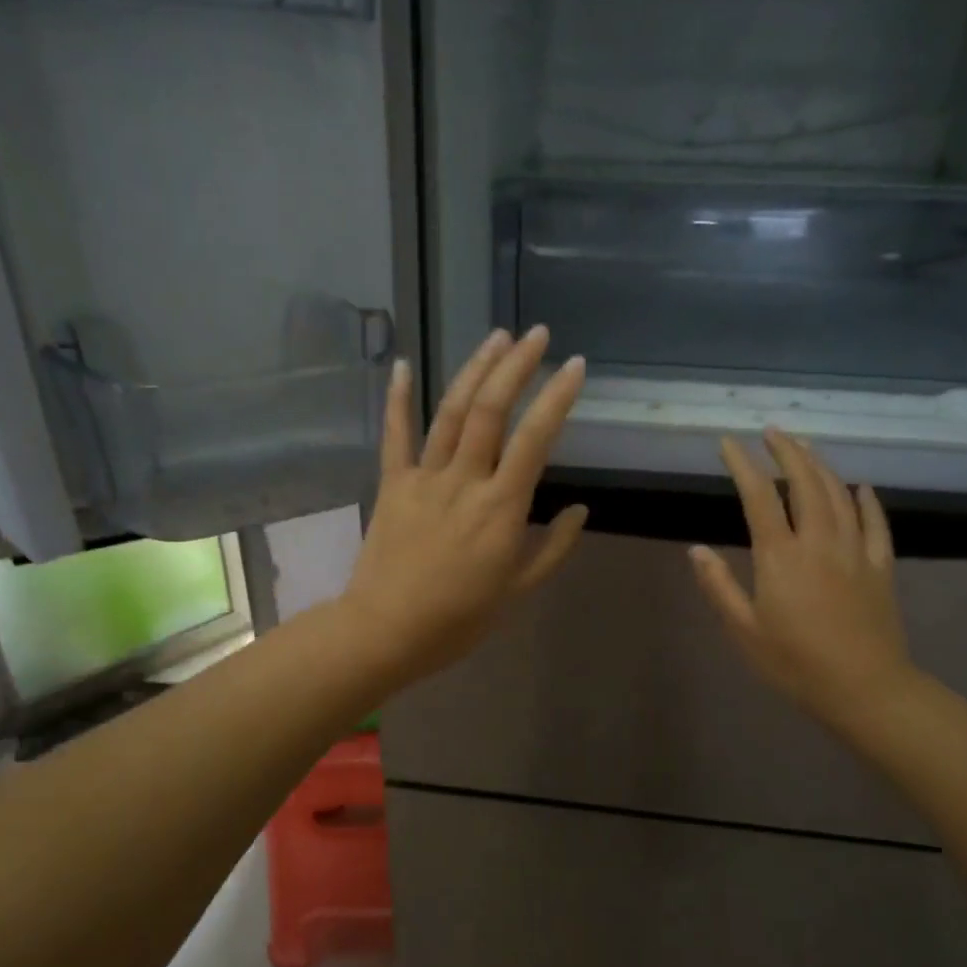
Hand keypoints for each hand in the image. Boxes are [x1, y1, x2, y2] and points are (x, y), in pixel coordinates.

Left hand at [340, 326, 587, 687]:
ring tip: (496, 337)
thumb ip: (552, 548)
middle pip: (491, 410)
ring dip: (474, 370)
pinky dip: (399, 398)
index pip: (535, 439)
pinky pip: (395, 435)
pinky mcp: (392, 484)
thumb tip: (580, 509)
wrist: (386, 632)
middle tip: (537, 334)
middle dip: (517, 366)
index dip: (557, 398)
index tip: (575, 365)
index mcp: (501, 508)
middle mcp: (464, 481)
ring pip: (452, 413)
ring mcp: (424, 478)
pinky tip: (404, 364)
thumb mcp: (517, 591)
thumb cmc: (458, 619)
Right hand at [689, 431, 917, 731]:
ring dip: (821, 465)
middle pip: (805, 482)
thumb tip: (695, 550)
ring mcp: (856, 551)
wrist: (866, 689)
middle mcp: (820, 542)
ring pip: (840, 494)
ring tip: (805, 447)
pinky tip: (861, 487)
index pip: (759, 497)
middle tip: (772, 430)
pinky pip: (876, 523)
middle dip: (787, 451)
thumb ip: (719, 586)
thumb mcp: (744, 630)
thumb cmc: (796, 663)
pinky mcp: (881, 566)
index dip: (743, 465)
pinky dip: (867, 500)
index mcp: (781, 557)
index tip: (729, 442)